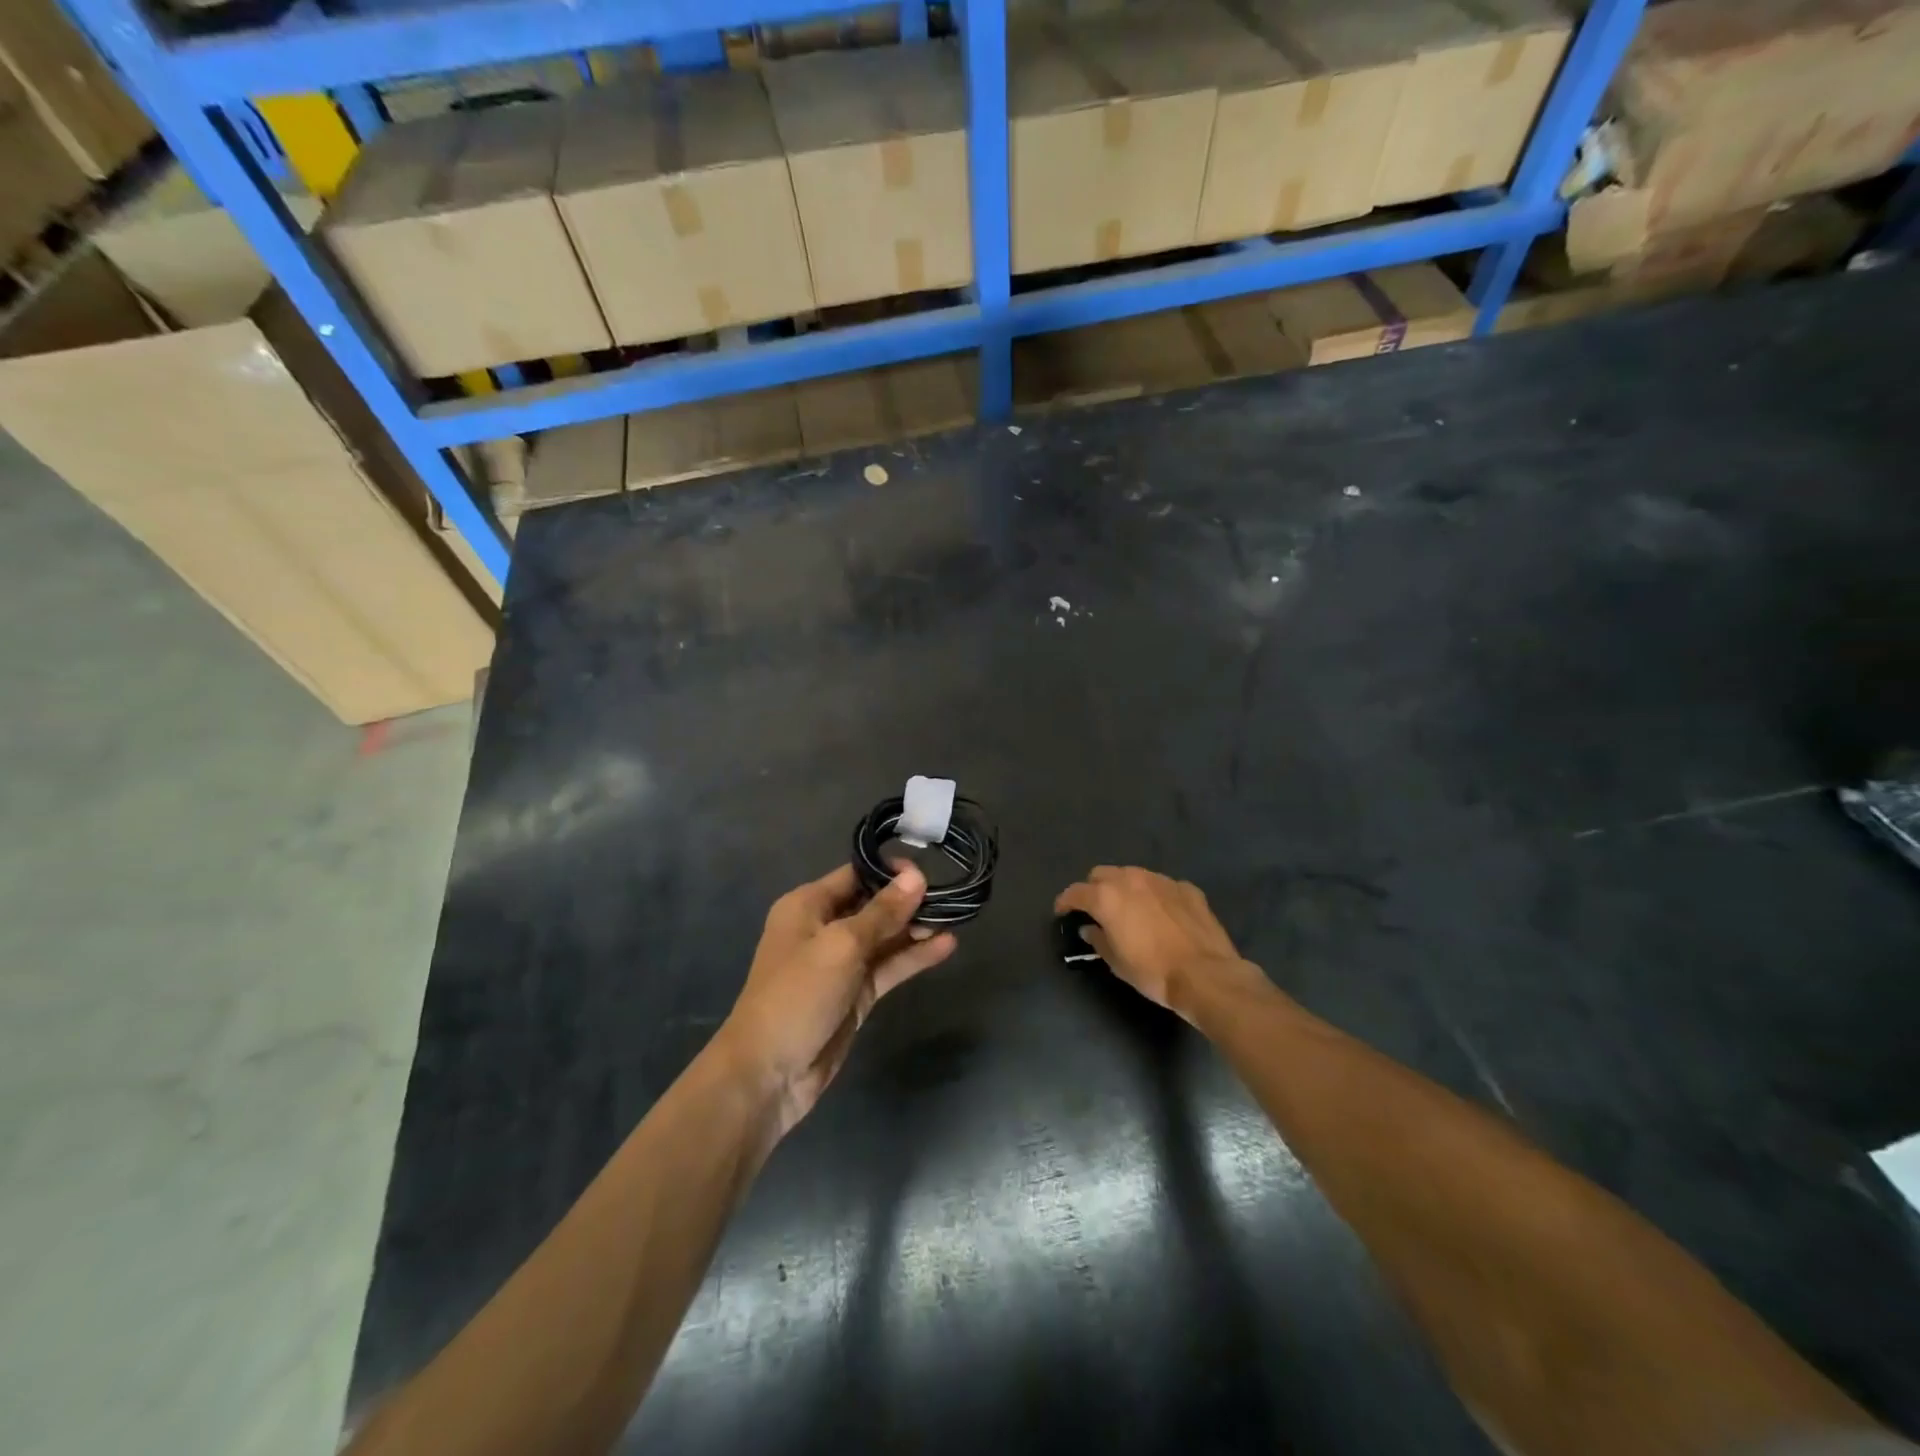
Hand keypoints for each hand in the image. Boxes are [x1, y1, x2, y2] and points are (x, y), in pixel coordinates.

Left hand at [721, 863, 955, 1138]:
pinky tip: (946, 946)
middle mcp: (824, 928)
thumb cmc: (798, 995)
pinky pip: (889, 967)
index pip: (856, 874)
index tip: (929, 871)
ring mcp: (841, 963)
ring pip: (885, 937)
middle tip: (951, 895)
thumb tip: (916, 876)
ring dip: (916, 928)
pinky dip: (913, 957)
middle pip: (873, 905)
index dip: (890, 871)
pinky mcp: (856, 994)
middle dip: (909, 900)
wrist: (769, 1073)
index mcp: (808, 905)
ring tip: (956, 917)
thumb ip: (882, 912)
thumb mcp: (841, 946)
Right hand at [1054, 866, 1257, 1021]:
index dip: (1065, 902)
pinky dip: (1155, 896)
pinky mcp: (1186, 888)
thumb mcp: (1116, 962)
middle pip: (1102, 874)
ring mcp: (1161, 880)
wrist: (1206, 975)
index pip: (1075, 892)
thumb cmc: (1153, 971)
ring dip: (1125, 888)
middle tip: (1097, 910)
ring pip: (1133, 875)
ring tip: (1130, 909)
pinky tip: (1162, 914)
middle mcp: (1131, 879)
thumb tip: (1090, 929)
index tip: (1062, 912)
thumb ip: (1098, 940)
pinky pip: (1162, 886)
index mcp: (1107, 897)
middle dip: (1095, 889)